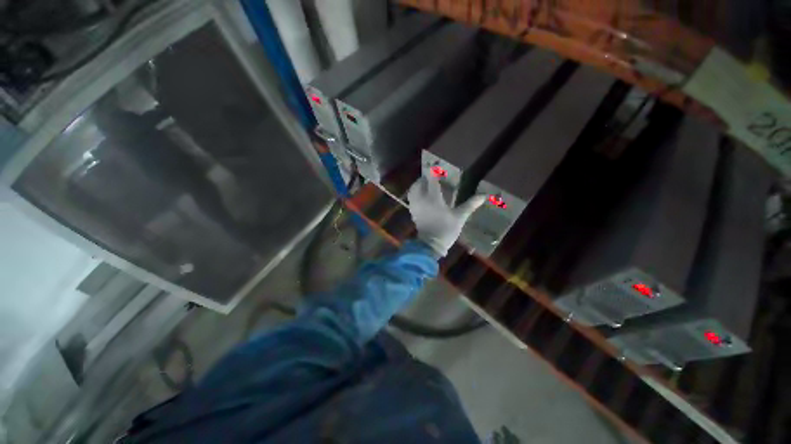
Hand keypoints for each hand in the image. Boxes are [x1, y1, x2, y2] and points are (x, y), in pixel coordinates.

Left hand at [407, 176, 485, 256]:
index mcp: (433, 198)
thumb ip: (470, 205)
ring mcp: (415, 206)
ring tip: (426, 184)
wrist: (430, 245)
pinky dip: (415, 193)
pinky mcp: (413, 212)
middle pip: (419, 183)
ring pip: (413, 190)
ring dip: (418, 185)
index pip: (432, 180)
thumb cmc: (446, 230)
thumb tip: (484, 195)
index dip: (434, 171)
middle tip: (432, 177)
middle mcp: (422, 199)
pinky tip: (421, 195)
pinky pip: (411, 198)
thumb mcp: (460, 217)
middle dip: (425, 178)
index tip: (437, 166)